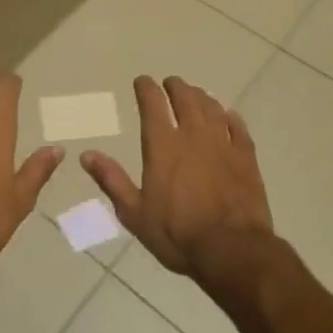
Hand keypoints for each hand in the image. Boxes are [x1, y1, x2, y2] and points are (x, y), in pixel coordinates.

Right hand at [82, 76, 273, 279]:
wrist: (232, 251)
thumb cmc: (177, 234)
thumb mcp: (134, 213)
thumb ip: (111, 180)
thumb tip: (86, 155)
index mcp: (163, 145)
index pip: (152, 102)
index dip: (145, 87)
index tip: (142, 81)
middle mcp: (192, 135)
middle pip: (185, 97)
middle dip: (175, 86)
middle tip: (170, 84)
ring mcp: (222, 143)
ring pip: (212, 107)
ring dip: (201, 97)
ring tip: (196, 94)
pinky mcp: (246, 157)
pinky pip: (238, 128)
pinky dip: (232, 118)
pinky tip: (230, 116)